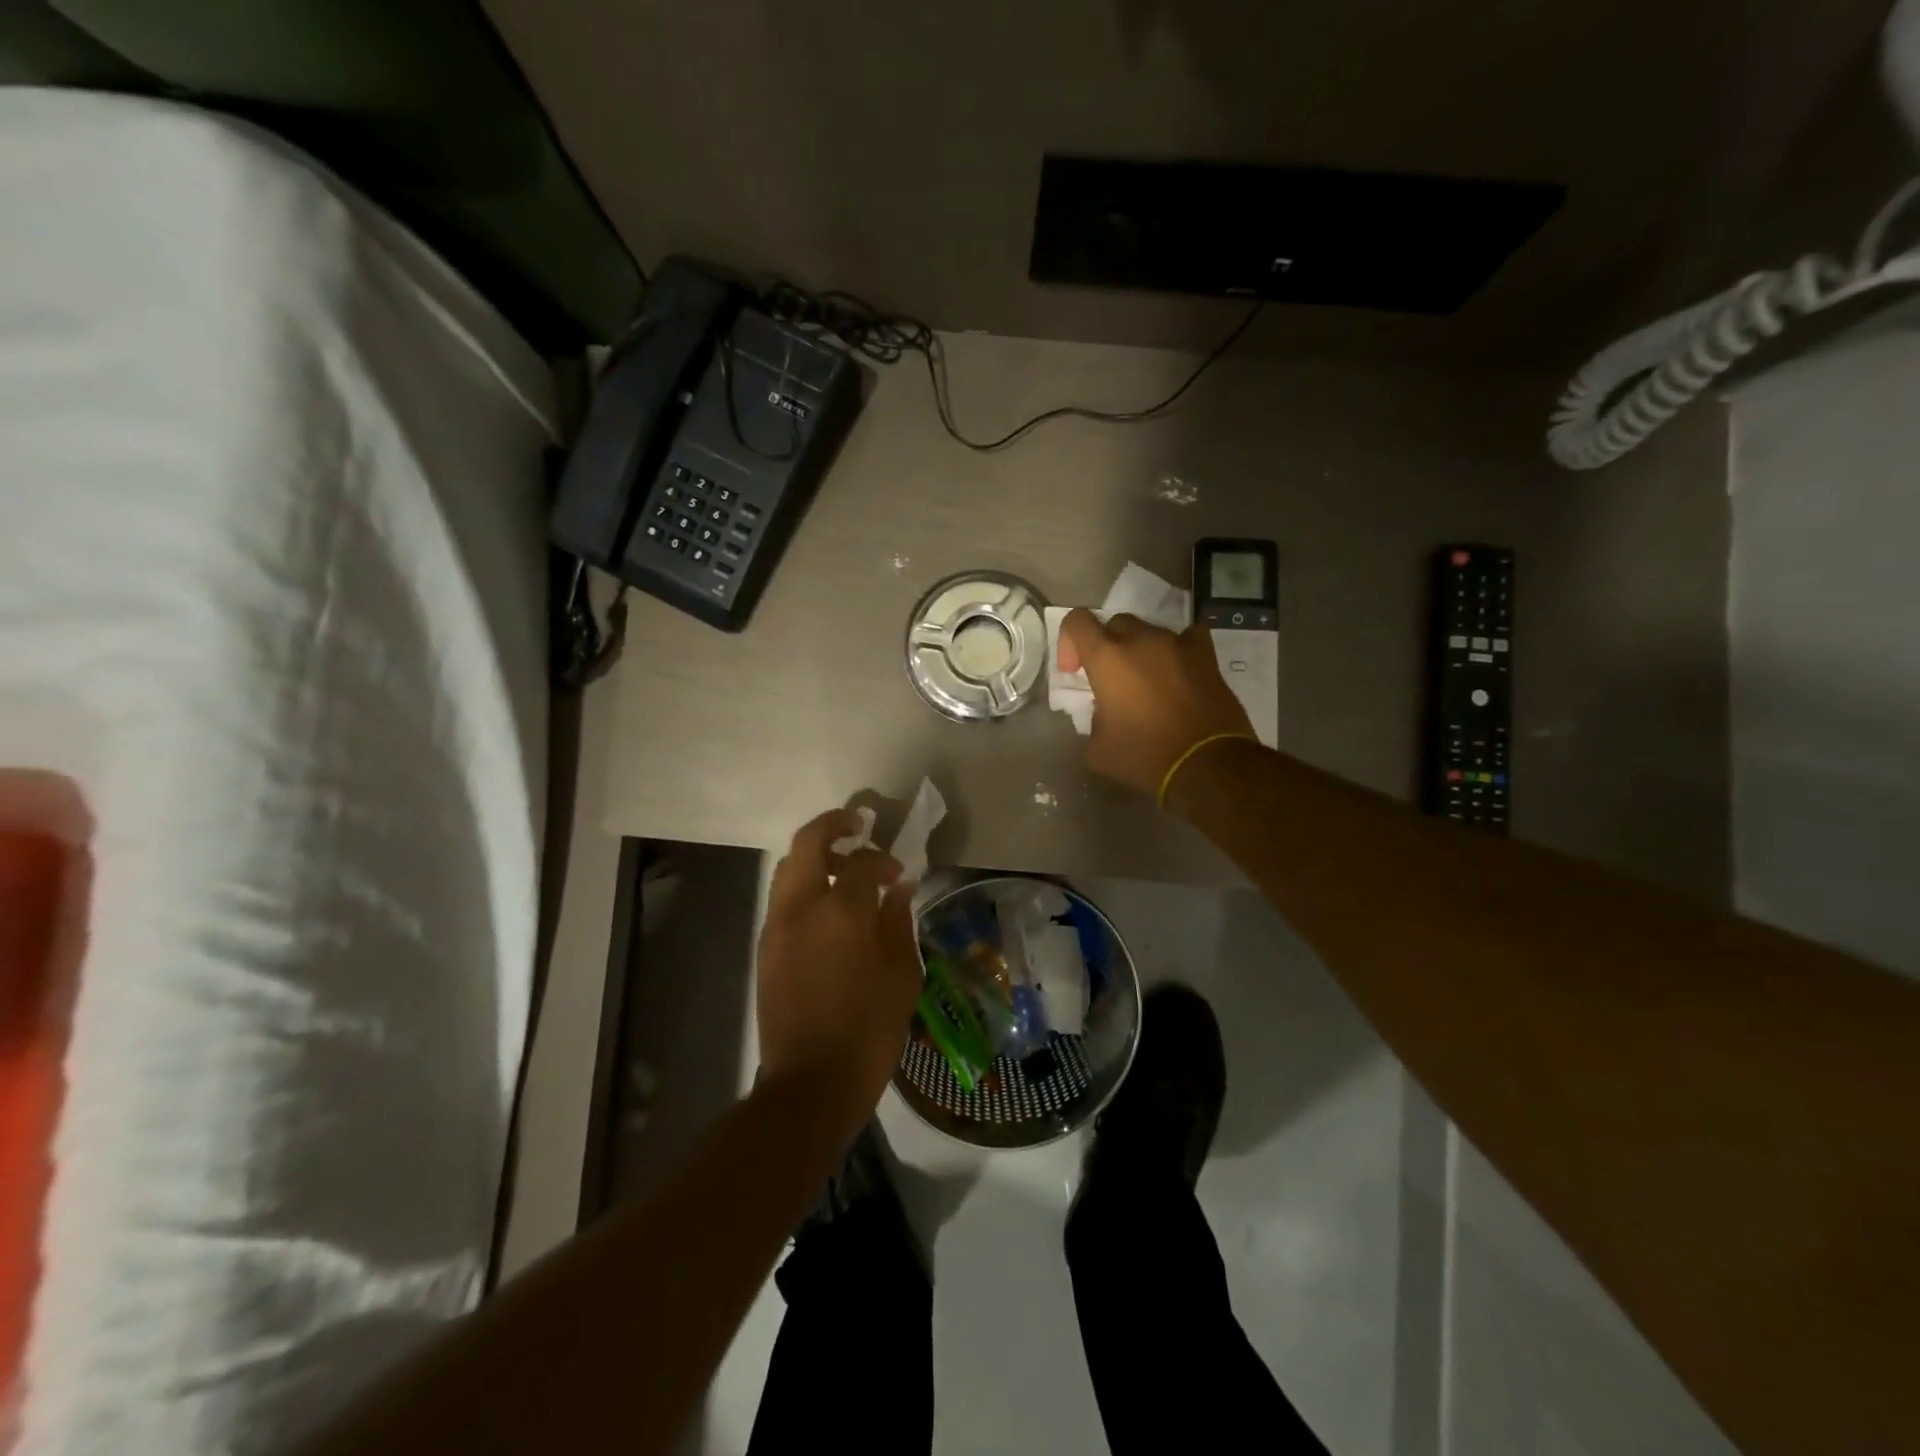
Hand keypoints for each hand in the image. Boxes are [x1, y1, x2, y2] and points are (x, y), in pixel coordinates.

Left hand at [756, 809, 921, 1132]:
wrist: (811, 1082)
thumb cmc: (869, 1029)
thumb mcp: (901, 973)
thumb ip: (898, 921)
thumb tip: (898, 888)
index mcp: (842, 910)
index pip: (862, 861)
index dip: (883, 860)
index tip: (898, 875)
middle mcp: (802, 906)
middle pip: (807, 842)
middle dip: (833, 824)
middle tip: (857, 824)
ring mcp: (777, 926)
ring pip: (788, 867)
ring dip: (815, 857)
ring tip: (843, 871)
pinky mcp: (766, 947)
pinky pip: (783, 898)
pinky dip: (803, 886)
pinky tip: (828, 911)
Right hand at [1058, 608, 1254, 796]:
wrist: (1207, 765)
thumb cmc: (1145, 756)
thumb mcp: (1098, 748)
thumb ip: (1092, 718)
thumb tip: (1103, 710)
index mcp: (1108, 658)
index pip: (1077, 621)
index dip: (1069, 642)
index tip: (1074, 672)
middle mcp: (1141, 640)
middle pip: (1114, 624)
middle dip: (1107, 647)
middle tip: (1110, 679)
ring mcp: (1177, 643)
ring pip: (1149, 631)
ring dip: (1140, 650)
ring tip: (1146, 681)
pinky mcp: (1206, 655)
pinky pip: (1186, 638)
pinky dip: (1176, 650)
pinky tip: (1177, 671)